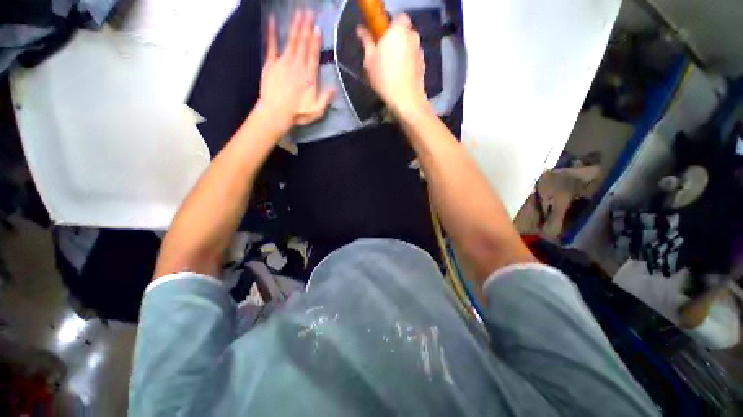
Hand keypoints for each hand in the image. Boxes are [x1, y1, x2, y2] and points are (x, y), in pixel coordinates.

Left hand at [258, 10, 334, 134]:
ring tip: (298, 12)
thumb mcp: (317, 110)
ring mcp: (283, 63)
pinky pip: (272, 45)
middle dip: (306, 27)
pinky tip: (272, 21)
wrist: (276, 113)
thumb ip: (326, 98)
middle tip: (308, 11)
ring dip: (295, 26)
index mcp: (309, 77)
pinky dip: (272, 33)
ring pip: (291, 41)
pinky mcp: (271, 64)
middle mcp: (297, 66)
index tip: (317, 27)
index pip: (313, 55)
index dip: (315, 41)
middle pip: (303, 43)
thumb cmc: (298, 113)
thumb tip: (335, 88)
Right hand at [357, 14, 427, 115]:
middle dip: (396, 39)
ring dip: (403, 52)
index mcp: (398, 30)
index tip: (382, 38)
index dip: (391, 26)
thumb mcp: (369, 61)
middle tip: (385, 54)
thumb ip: (367, 41)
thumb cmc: (384, 78)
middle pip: (405, 32)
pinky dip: (408, 63)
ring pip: (410, 46)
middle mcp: (412, 36)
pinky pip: (413, 58)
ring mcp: (420, 51)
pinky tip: (401, 75)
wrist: (405, 99)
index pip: (399, 17)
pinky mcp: (423, 65)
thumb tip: (361, 29)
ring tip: (393, 68)